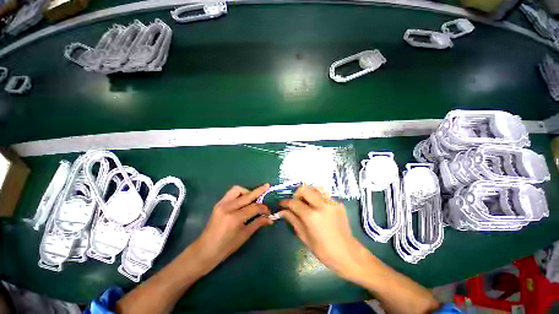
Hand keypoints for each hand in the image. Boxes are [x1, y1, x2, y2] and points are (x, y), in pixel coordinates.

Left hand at [192, 184, 272, 272]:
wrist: (205, 250)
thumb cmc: (226, 247)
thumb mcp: (244, 236)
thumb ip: (258, 223)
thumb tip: (270, 218)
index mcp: (235, 218)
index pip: (254, 207)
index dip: (264, 208)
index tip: (269, 211)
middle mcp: (228, 207)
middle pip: (247, 195)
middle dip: (259, 191)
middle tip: (267, 187)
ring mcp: (221, 204)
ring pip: (238, 190)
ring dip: (247, 191)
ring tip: (253, 198)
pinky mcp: (218, 203)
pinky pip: (231, 193)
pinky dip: (240, 193)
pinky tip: (244, 200)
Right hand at [279, 185, 366, 278]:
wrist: (348, 254)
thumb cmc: (323, 250)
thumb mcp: (304, 237)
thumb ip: (293, 220)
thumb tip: (282, 211)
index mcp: (312, 216)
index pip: (294, 202)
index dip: (285, 202)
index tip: (281, 203)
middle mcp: (322, 205)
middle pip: (304, 189)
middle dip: (296, 194)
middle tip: (295, 203)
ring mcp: (332, 202)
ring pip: (315, 188)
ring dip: (308, 193)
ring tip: (307, 203)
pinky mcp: (338, 203)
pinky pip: (324, 195)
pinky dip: (317, 198)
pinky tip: (318, 208)